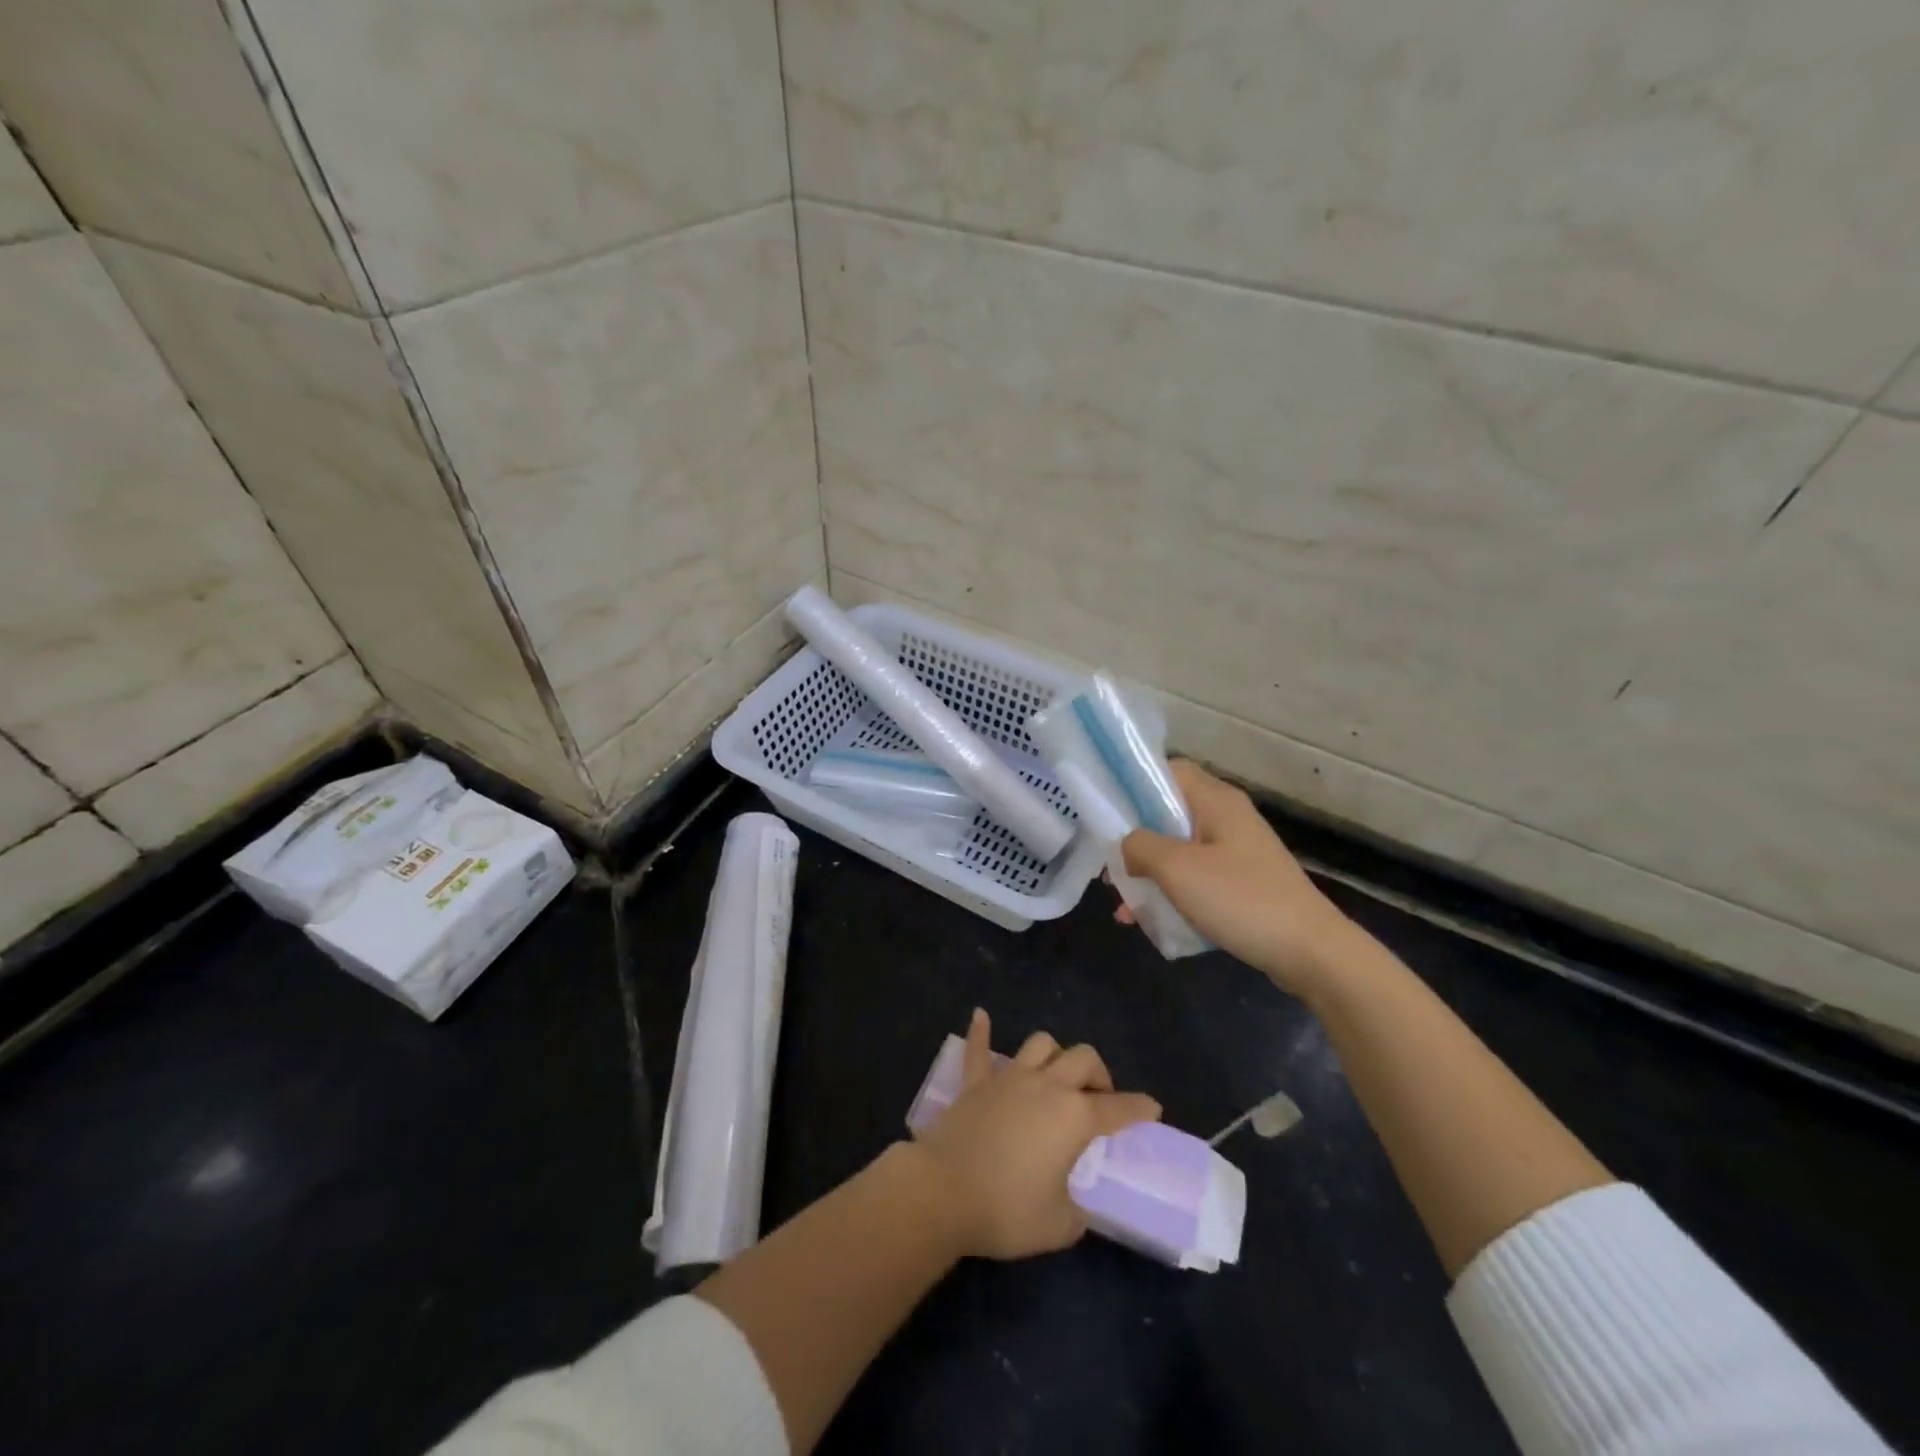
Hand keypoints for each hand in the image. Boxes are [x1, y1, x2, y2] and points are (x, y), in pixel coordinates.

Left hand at [910, 1009, 1159, 1260]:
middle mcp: (1046, 1086)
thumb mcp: (1059, 1225)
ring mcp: (1008, 1078)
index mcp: (1074, 1118)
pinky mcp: (974, 1082)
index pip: (1118, 1109)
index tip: (1152, 1107)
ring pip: (1040, 1044)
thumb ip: (1076, 1211)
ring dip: (1054, 1055)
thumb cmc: (1007, 1210)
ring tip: (1056, 1075)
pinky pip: (978, 1048)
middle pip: (1083, 1058)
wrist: (943, 1191)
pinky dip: (981, 1031)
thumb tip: (1072, 1203)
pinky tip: (980, 1015)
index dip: (1139, 1108)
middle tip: (1098, 1100)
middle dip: (1098, 1074)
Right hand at [1120, 760, 1358, 997]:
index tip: (1105, 810)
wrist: (1311, 953)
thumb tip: (1127, 846)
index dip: (1133, 783)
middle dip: (1134, 838)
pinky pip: (1196, 878)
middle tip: (1108, 865)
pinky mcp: (1243, 883)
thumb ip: (1140, 846)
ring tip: (1123, 905)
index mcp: (1216, 801)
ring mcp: (1237, 852)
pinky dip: (1172, 892)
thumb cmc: (1240, 899)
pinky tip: (1150, 921)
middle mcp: (1227, 818)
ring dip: (1149, 872)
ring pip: (1179, 850)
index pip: (1167, 770)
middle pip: (1168, 813)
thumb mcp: (1177, 869)